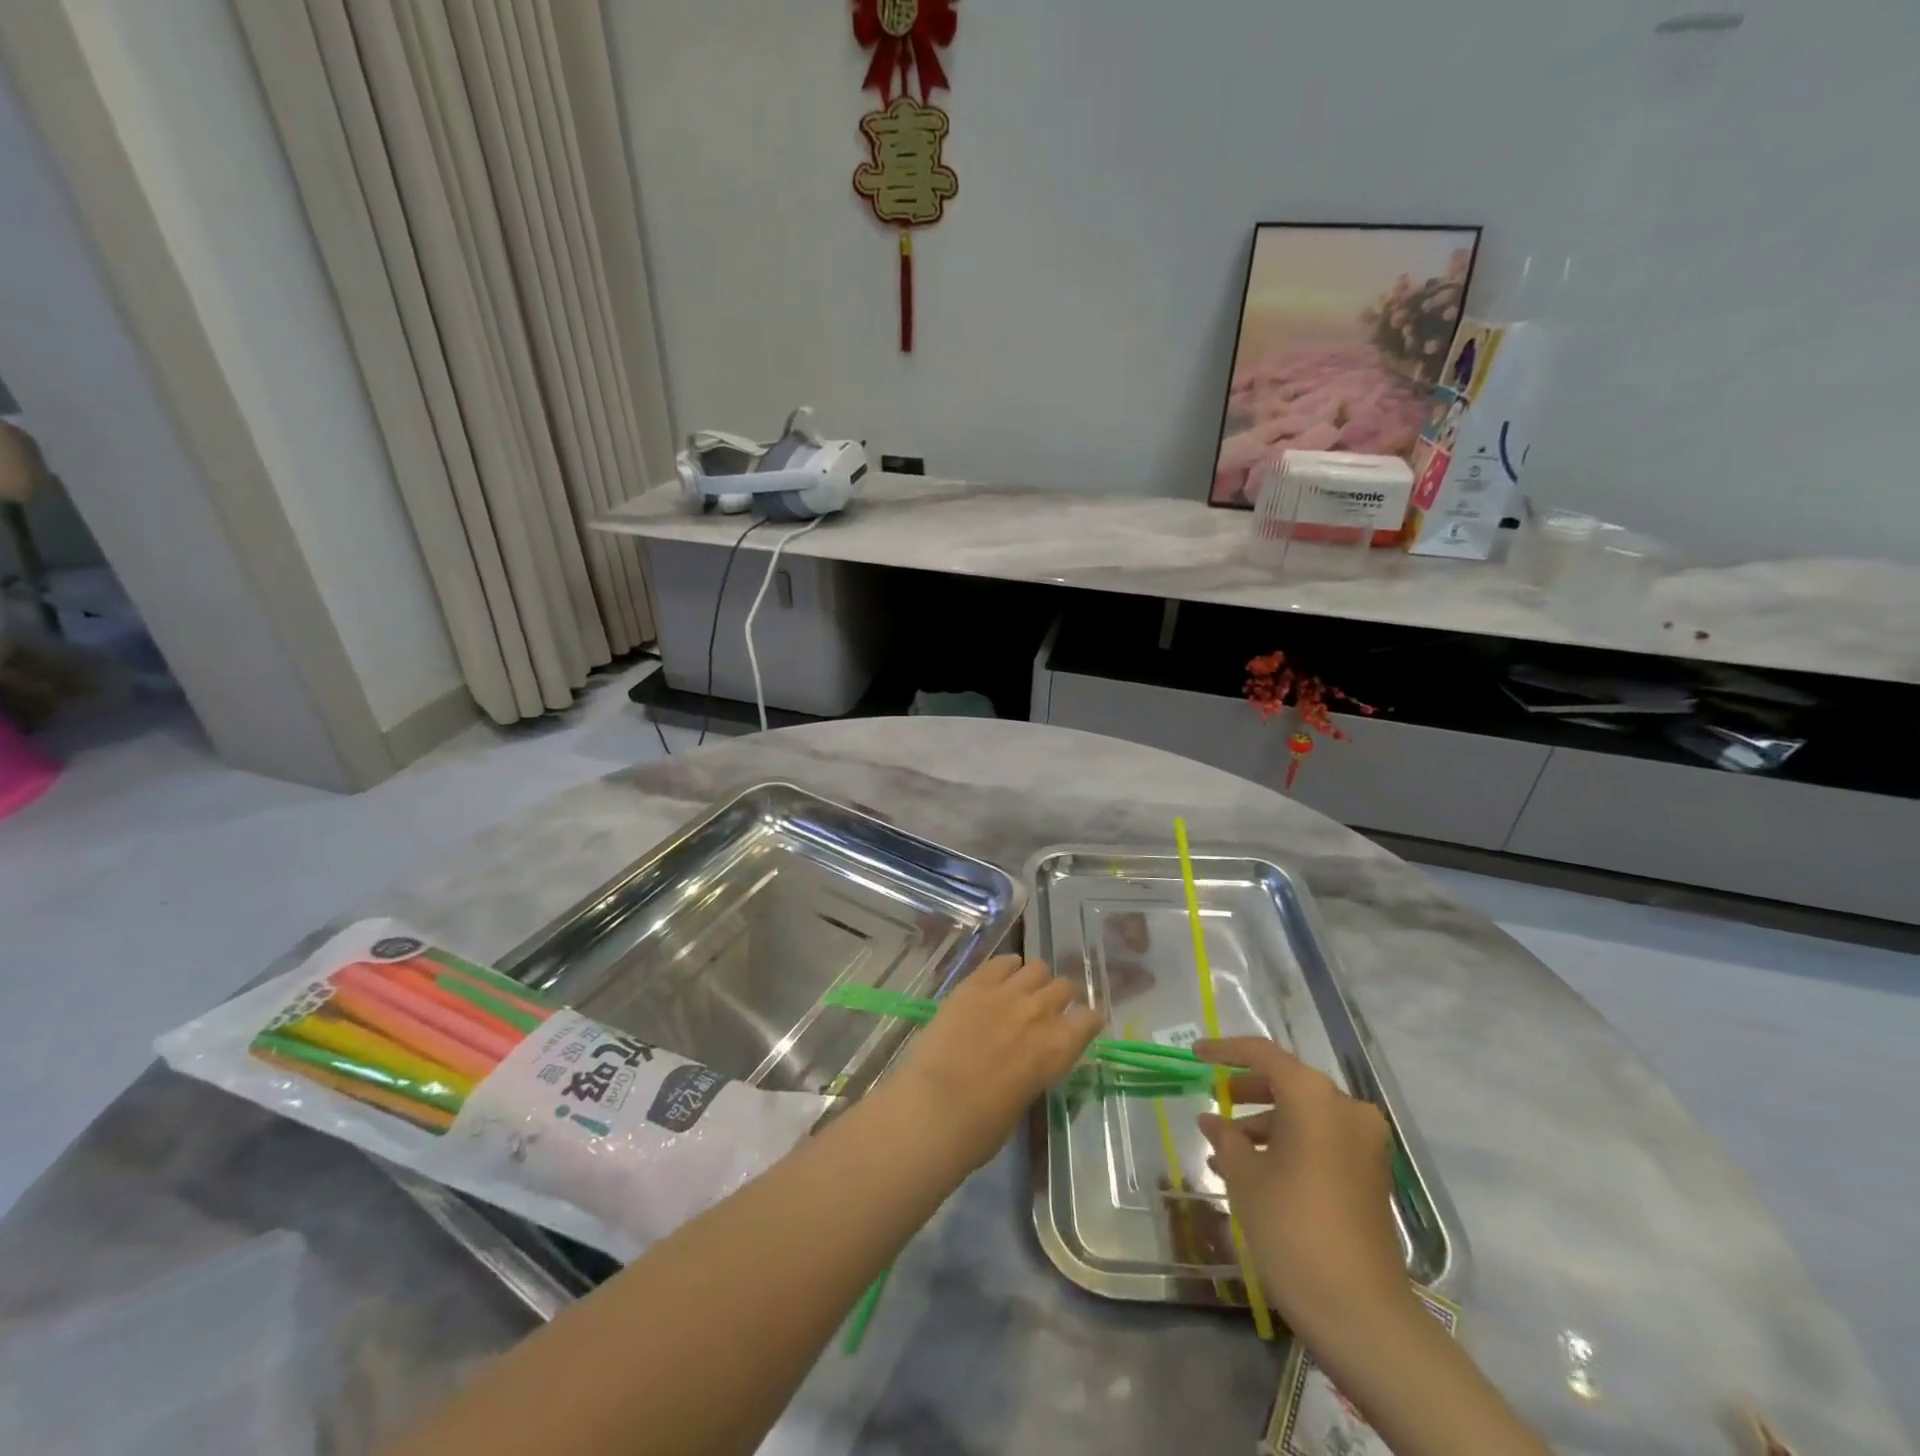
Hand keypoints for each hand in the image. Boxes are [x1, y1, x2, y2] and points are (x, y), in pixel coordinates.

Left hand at [888, 956, 1102, 1171]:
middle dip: (1060, 997)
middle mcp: (1040, 1013)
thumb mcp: (1023, 1101)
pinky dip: (1006, 967)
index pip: (1089, 1019)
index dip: (1085, 1022)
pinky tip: (1000, 977)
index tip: (1079, 1026)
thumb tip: (1029, 1061)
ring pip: (1037, 968)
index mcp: (1058, 1050)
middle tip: (1047, 1010)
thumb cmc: (980, 1128)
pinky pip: (1001, 962)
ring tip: (1022, 991)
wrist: (934, 1108)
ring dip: (1035, 980)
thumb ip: (1034, 1072)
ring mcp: (1007, 993)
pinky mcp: (975, 984)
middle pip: (1065, 987)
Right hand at [1194, 1037, 1411, 1341]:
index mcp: (1314, 1097)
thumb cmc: (1292, 1228)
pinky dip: (1289, 1144)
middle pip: (1288, 1082)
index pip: (1262, 1054)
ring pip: (1305, 1114)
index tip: (1195, 1055)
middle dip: (1246, 1090)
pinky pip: (1322, 1140)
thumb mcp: (1246, 1177)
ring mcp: (1364, 1142)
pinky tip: (1255, 1170)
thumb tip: (1213, 1120)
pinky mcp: (1371, 1174)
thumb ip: (1226, 1137)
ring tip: (1225, 1148)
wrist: (1361, 1313)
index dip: (1225, 1051)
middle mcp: (1345, 1108)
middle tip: (1213, 1099)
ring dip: (1265, 1123)